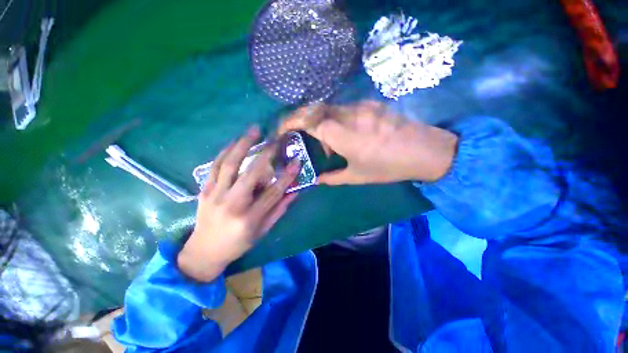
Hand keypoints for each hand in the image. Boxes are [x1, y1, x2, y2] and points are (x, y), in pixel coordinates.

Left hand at [178, 126, 300, 281]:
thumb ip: (279, 210)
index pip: (273, 192)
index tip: (297, 162)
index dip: (287, 177)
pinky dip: (225, 151)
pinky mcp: (204, 190)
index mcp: (249, 218)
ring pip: (230, 164)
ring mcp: (215, 195)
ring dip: (243, 144)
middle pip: (251, 174)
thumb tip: (294, 192)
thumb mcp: (263, 231)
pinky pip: (215, 166)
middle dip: (266, 154)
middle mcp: (232, 204)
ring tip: (254, 130)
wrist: (203, 252)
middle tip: (275, 140)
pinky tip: (234, 141)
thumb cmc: (238, 243)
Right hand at [278, 101, 457, 184]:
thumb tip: (318, 180)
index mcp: (342, 135)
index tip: (282, 130)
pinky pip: (345, 109)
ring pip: (330, 109)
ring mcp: (360, 107)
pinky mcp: (370, 105)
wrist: (424, 151)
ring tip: (330, 145)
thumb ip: (333, 178)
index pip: (308, 120)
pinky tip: (346, 135)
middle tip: (302, 137)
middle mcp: (348, 115)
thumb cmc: (387, 167)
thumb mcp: (357, 176)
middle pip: (315, 110)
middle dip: (303, 121)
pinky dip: (336, 121)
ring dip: (322, 124)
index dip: (291, 122)